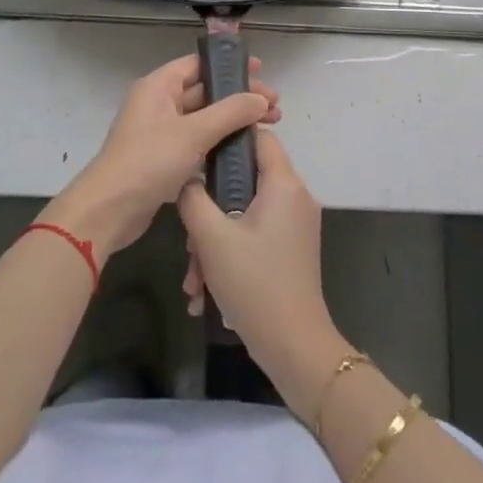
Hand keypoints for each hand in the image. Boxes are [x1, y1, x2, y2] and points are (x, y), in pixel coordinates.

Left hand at [46, 54, 278, 263]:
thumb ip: (230, 112)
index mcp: (159, 86)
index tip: (261, 71)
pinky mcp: (164, 159)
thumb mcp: (193, 133)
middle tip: (274, 108)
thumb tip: (260, 98)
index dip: (230, 66)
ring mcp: (161, 132)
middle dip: (239, 97)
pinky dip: (220, 143)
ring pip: (204, 119)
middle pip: (205, 91)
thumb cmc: (149, 161)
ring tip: (269, 127)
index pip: (198, 64)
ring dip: (233, 121)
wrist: (109, 211)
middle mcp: (159, 104)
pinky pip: (198, 142)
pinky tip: (244, 151)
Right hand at [178, 129, 349, 422]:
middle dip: (210, 207)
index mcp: (284, 183)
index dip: (227, 137)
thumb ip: (193, 197)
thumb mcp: (211, 237)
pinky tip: (205, 291)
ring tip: (194, 278)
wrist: (293, 346)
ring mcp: (295, 224)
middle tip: (189, 238)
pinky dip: (230, 255)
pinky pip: (254, 234)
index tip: (196, 154)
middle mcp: (295, 196)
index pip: (258, 136)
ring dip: (214, 240)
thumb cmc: (254, 283)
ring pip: (244, 212)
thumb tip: (187, 177)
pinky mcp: (291, 249)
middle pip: (245, 179)